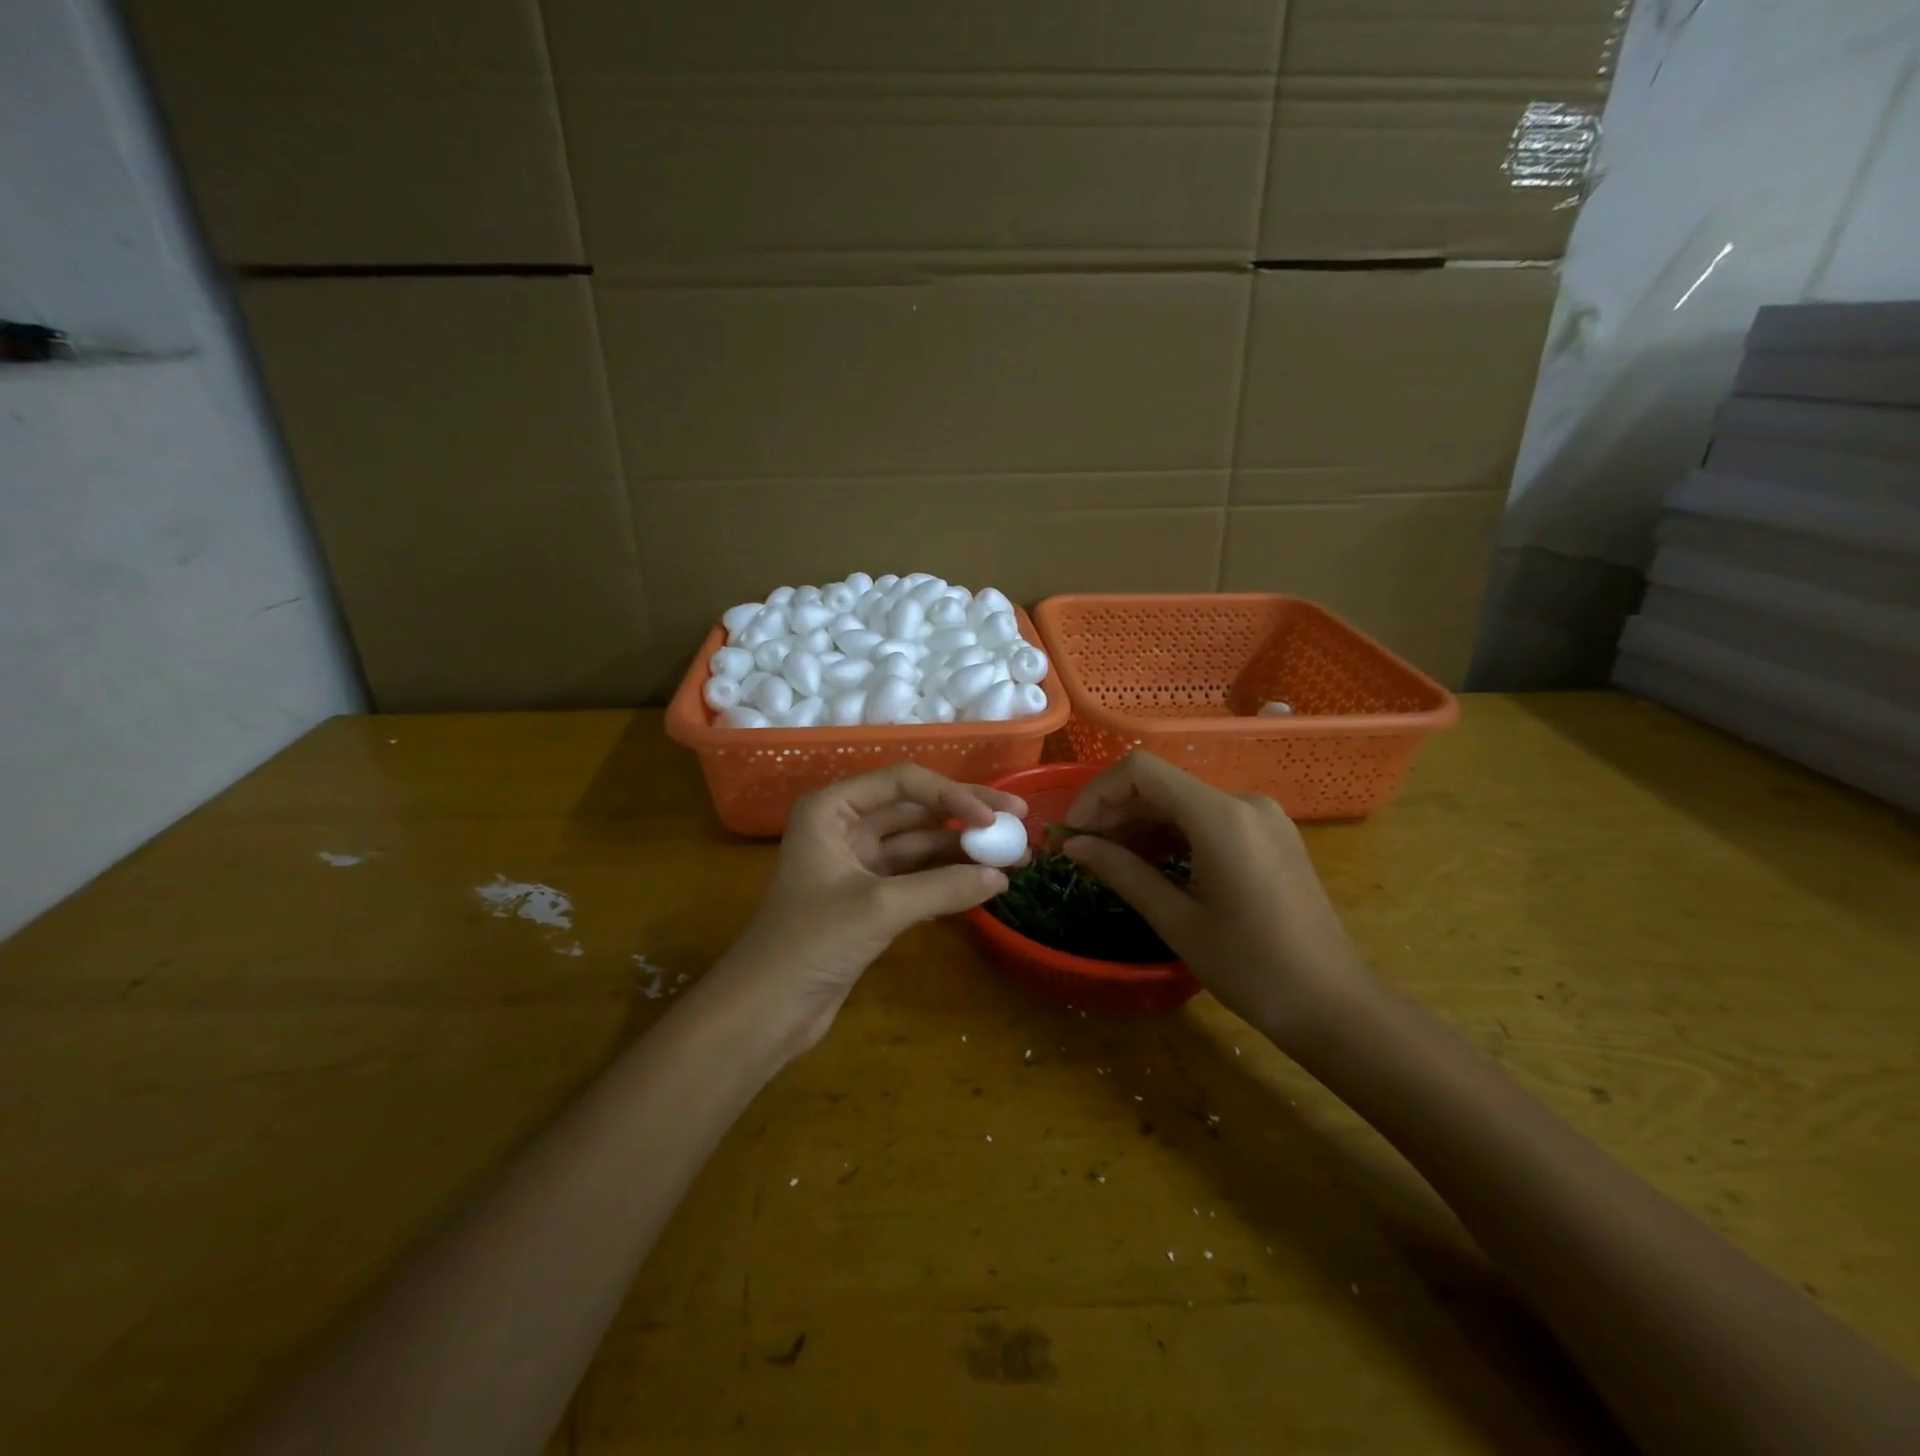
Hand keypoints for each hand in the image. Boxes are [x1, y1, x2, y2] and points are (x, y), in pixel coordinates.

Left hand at [717, 764, 1026, 1054]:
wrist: (766, 1009)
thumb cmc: (810, 942)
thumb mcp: (879, 908)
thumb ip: (943, 888)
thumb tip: (1000, 878)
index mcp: (832, 809)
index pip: (902, 782)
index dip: (952, 794)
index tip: (993, 818)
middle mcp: (845, 826)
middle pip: (916, 809)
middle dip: (966, 816)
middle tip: (1019, 821)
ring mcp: (858, 863)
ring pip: (920, 844)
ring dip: (963, 850)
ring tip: (1013, 857)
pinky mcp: (869, 898)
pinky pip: (917, 876)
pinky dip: (948, 879)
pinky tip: (984, 884)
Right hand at [1059, 752, 1373, 1051]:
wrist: (1334, 1005)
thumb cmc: (1252, 968)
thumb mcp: (1178, 921)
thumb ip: (1123, 872)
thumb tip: (1075, 846)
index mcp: (1221, 817)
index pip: (1141, 771)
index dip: (1098, 793)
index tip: (1073, 832)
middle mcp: (1244, 803)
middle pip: (1162, 785)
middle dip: (1115, 812)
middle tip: (1082, 852)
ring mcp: (1262, 818)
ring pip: (1184, 802)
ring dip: (1141, 825)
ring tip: (1110, 861)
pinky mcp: (1271, 836)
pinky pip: (1209, 820)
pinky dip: (1173, 834)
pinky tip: (1151, 864)